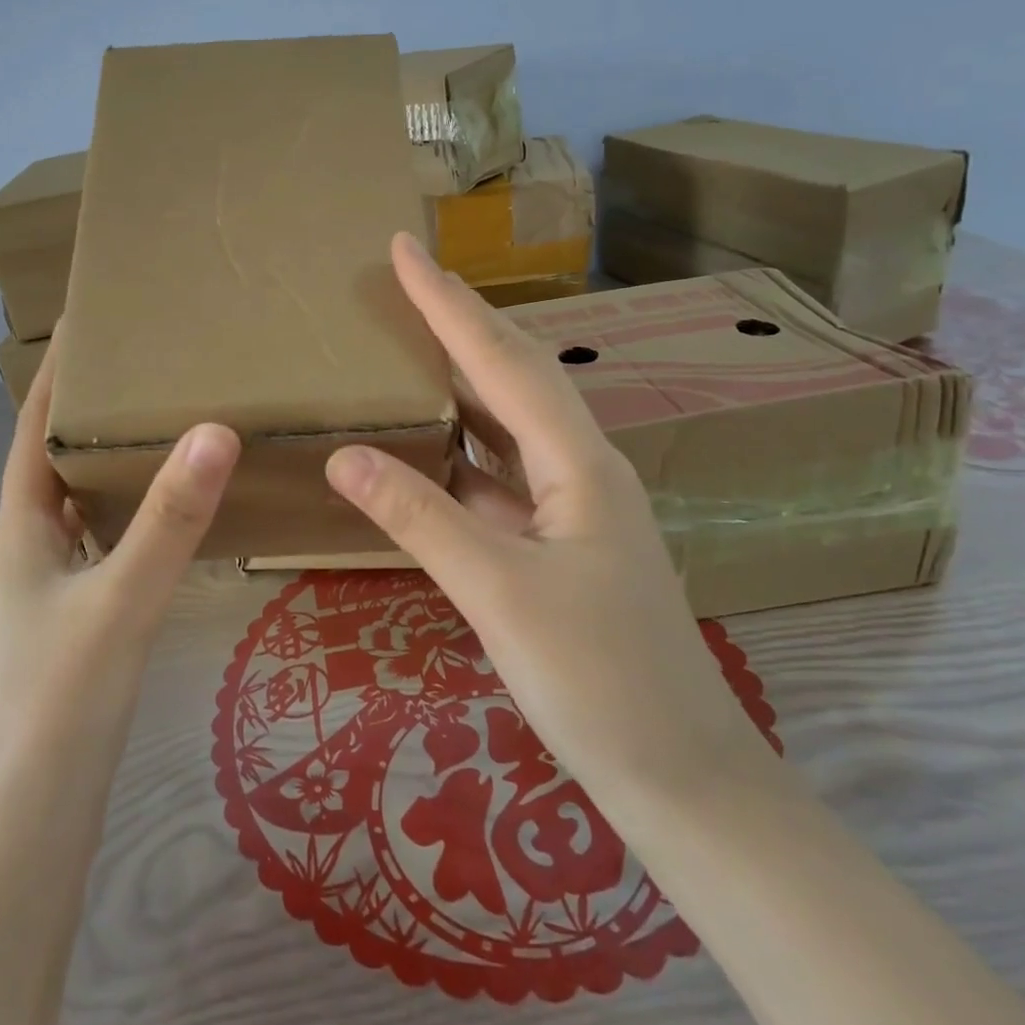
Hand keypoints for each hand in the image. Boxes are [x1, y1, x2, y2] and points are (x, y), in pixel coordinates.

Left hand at [0, 340, 240, 779]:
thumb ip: (170, 520)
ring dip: (116, 459)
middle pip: (59, 457)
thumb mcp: (119, 601)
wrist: (27, 824)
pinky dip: (135, 510)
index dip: (57, 372)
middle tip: (150, 362)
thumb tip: (215, 428)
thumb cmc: (57, 703)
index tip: (89, 319)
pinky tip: (175, 510)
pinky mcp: (79, 617)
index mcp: (24, 525)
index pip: (34, 426)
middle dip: (95, 407)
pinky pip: (108, 539)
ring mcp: (54, 584)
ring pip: (86, 500)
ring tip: (170, 418)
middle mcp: (33, 544)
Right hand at [325, 234, 773, 807]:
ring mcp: (575, 504)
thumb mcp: (498, 592)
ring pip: (511, 419)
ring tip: (411, 340)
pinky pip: (503, 470)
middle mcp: (582, 465)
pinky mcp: (561, 540)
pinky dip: (463, 445)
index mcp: (579, 460)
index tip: (403, 249)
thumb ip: (419, 517)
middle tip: (406, 278)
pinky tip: (431, 443)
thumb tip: (343, 455)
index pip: (501, 359)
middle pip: (516, 371)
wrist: (681, 775)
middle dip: (460, 319)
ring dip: (464, 376)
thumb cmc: (598, 680)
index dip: (448, 301)